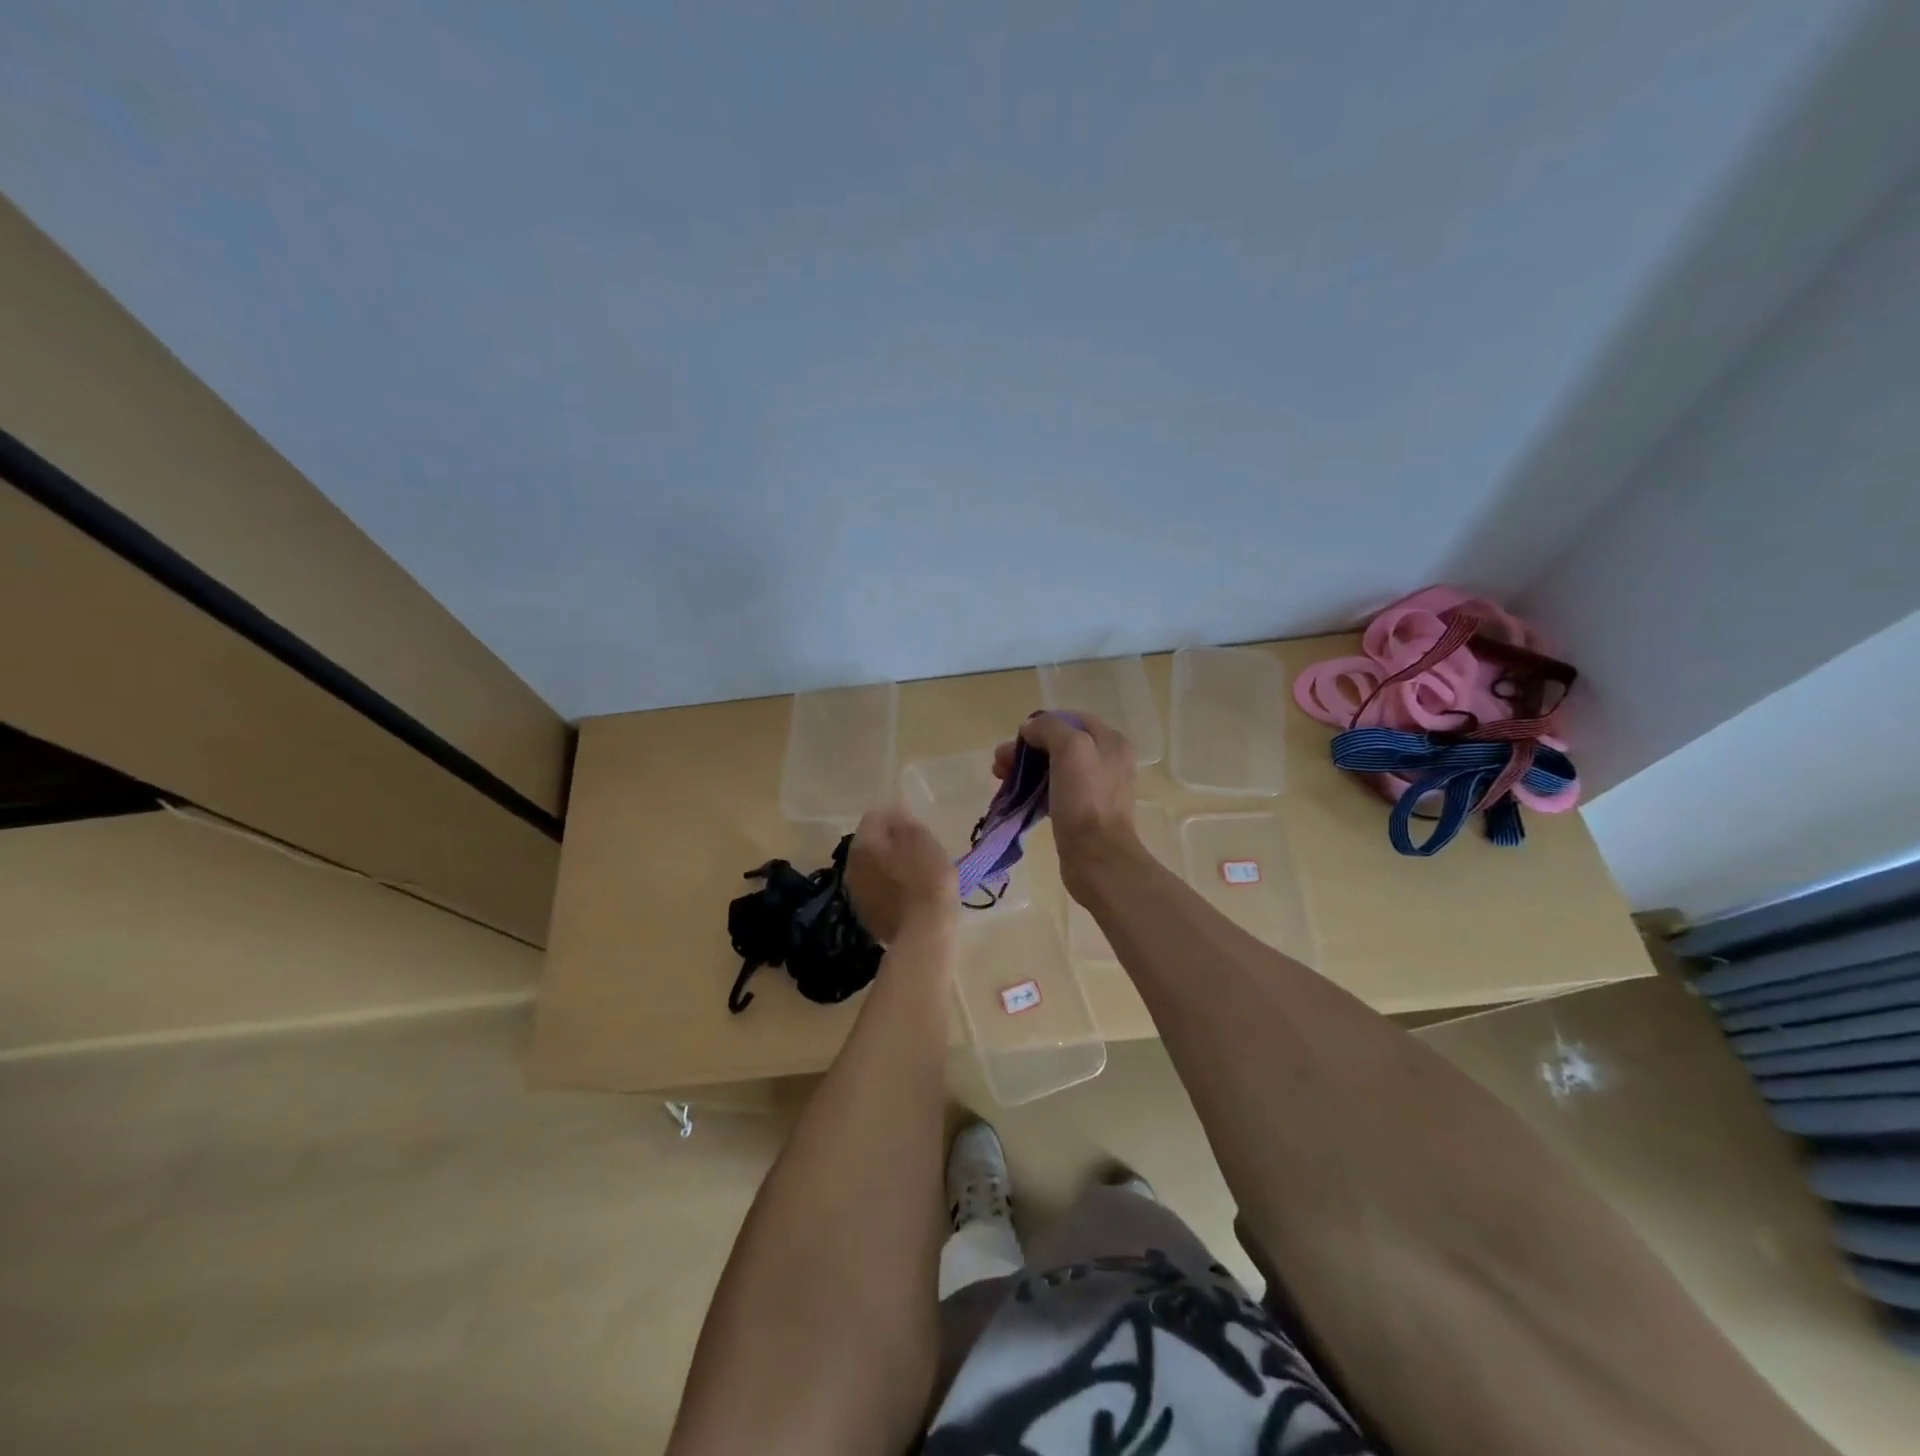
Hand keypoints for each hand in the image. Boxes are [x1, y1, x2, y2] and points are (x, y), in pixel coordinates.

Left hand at [845, 804, 957, 943]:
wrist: (924, 933)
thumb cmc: (928, 880)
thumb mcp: (924, 841)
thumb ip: (905, 821)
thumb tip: (895, 812)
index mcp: (864, 843)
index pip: (875, 816)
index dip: (897, 818)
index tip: (918, 829)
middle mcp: (852, 865)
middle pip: (870, 844)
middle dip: (890, 843)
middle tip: (918, 851)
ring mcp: (856, 893)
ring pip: (871, 869)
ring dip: (887, 867)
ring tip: (915, 875)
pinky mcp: (865, 916)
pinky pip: (876, 892)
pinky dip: (888, 890)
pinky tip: (909, 897)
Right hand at [994, 711, 1140, 900]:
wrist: (1097, 858)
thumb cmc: (1085, 800)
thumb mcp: (1071, 749)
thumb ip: (1050, 728)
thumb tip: (1031, 728)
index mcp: (1111, 741)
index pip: (1071, 719)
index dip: (1041, 724)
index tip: (1017, 739)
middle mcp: (1107, 761)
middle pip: (1060, 744)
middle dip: (1027, 749)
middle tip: (999, 763)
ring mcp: (1096, 788)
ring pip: (1054, 768)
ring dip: (1026, 769)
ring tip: (1001, 779)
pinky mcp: (1083, 812)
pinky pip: (1055, 791)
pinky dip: (1034, 789)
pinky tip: (1018, 797)